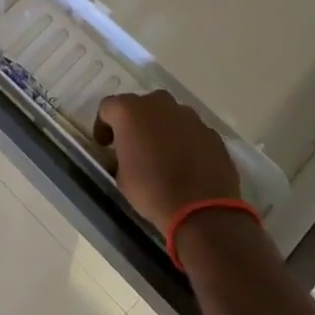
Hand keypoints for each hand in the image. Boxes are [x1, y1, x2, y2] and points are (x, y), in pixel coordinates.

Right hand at [93, 90, 240, 231]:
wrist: (201, 210)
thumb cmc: (151, 191)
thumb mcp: (121, 176)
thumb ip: (122, 155)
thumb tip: (128, 154)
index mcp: (130, 111)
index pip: (108, 107)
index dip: (104, 126)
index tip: (106, 146)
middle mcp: (159, 104)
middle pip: (142, 105)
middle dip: (137, 122)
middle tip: (135, 146)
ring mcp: (189, 116)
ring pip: (169, 116)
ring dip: (163, 129)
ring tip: (164, 156)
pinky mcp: (211, 133)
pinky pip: (191, 131)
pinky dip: (186, 142)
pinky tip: (187, 164)